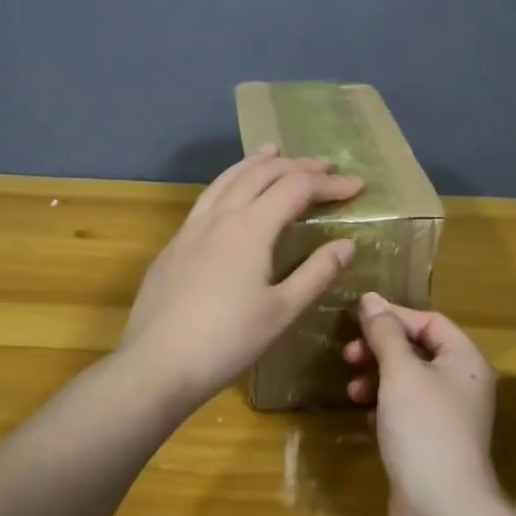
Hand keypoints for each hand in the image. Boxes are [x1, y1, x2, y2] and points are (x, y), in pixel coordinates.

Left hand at [121, 145, 363, 408]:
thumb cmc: (227, 341)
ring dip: (256, 162)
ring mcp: (192, 227)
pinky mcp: (174, 244)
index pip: (297, 188)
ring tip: (273, 151)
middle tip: (325, 166)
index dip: (329, 184)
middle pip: (262, 174)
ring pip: (228, 179)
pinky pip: (208, 197)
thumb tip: (346, 244)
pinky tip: (231, 193)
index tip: (358, 185)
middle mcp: (220, 216)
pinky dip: (229, 181)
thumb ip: (316, 273)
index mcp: (251, 227)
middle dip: (297, 166)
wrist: (157, 364)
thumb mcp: (282, 311)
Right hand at [343, 292, 500, 515]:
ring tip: (350, 387)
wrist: (441, 508)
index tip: (356, 320)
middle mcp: (462, 384)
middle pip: (418, 350)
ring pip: (408, 381)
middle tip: (348, 354)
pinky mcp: (431, 442)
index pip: (431, 321)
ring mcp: (447, 416)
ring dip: (377, 376)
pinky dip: (382, 403)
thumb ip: (385, 333)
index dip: (394, 316)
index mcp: (465, 360)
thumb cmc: (424, 428)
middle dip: (381, 348)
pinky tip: (362, 411)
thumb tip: (370, 299)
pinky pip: (405, 409)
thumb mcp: (401, 372)